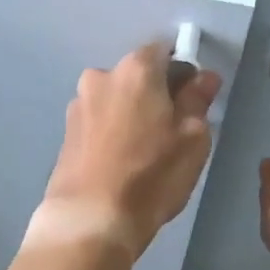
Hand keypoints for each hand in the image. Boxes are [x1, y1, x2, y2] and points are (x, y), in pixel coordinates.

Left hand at [32, 42, 222, 259]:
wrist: (90, 219)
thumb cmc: (151, 174)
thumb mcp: (193, 138)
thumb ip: (198, 100)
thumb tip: (203, 77)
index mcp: (135, 69)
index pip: (165, 50)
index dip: (184, 71)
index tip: (195, 99)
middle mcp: (100, 76)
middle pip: (138, 75)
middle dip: (157, 93)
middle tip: (173, 130)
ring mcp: (78, 105)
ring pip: (117, 99)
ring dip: (133, 114)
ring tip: (146, 152)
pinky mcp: (66, 133)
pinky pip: (100, 121)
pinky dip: (113, 132)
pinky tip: (122, 162)